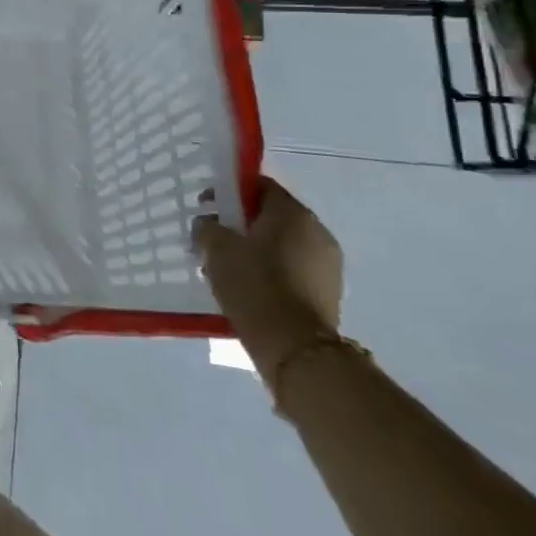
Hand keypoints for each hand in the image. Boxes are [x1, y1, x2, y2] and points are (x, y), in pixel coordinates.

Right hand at [194, 178, 342, 372]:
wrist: (296, 349)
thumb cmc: (255, 286)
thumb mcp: (217, 249)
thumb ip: (207, 227)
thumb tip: (208, 224)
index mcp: (293, 213)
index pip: (260, 186)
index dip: (230, 191)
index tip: (206, 207)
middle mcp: (317, 232)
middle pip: (272, 216)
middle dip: (241, 224)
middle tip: (214, 239)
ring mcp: (328, 264)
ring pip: (282, 244)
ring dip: (256, 249)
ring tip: (228, 269)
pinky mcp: (328, 292)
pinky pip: (293, 269)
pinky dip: (271, 271)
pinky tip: (249, 288)